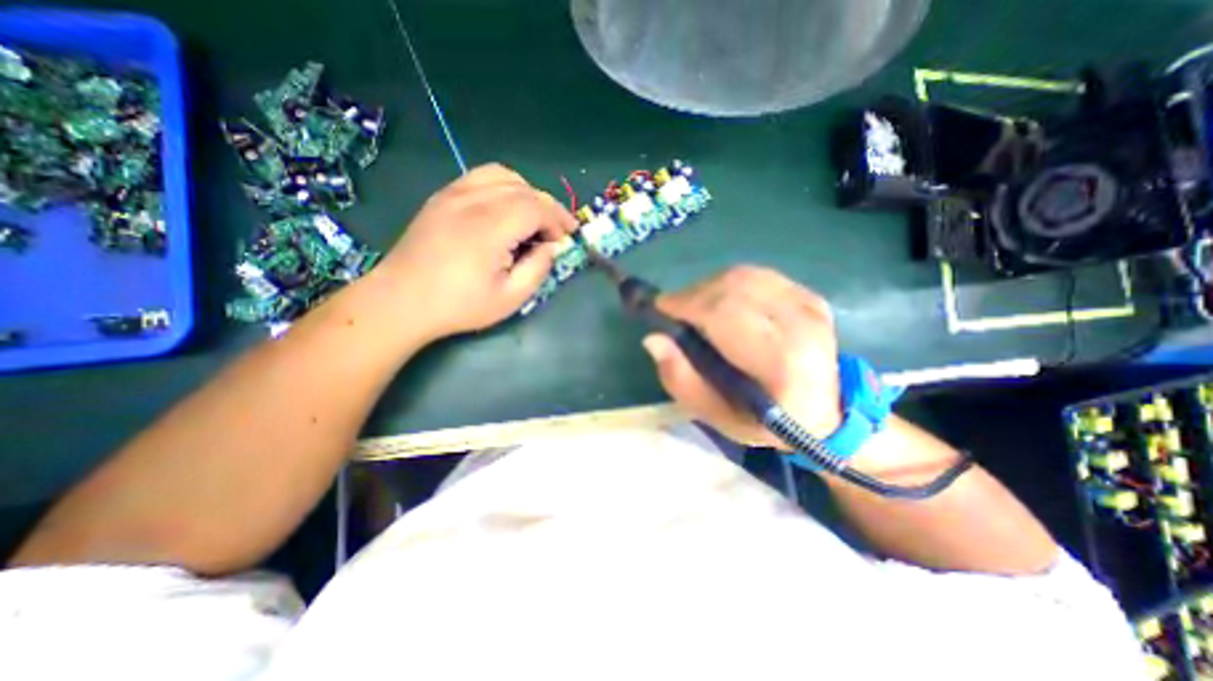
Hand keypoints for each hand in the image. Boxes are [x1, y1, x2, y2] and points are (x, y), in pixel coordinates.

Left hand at [373, 163, 574, 340]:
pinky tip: (506, 209)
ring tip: (534, 218)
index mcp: (491, 227)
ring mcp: (454, 193)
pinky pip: (481, 177)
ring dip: (528, 193)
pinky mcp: (443, 196)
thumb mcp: (510, 298)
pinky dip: (504, 187)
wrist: (402, 300)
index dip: (558, 220)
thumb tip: (552, 247)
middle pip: (524, 189)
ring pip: (504, 175)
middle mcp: (473, 200)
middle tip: (558, 231)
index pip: (537, 206)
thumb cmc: (459, 305)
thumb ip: (538, 268)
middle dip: (549, 208)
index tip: (566, 239)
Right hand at [643, 266, 845, 446]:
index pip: (723, 313)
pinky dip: (730, 283)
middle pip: (731, 287)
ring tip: (696, 307)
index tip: (659, 307)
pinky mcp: (810, 296)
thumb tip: (653, 339)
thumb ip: (681, 379)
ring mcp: (809, 305)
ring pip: (743, 276)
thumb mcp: (715, 416)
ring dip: (709, 286)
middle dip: (693, 294)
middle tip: (674, 310)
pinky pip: (758, 275)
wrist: (823, 414)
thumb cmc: (763, 421)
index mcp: (778, 361)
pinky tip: (723, 302)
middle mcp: (799, 324)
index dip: (685, 303)